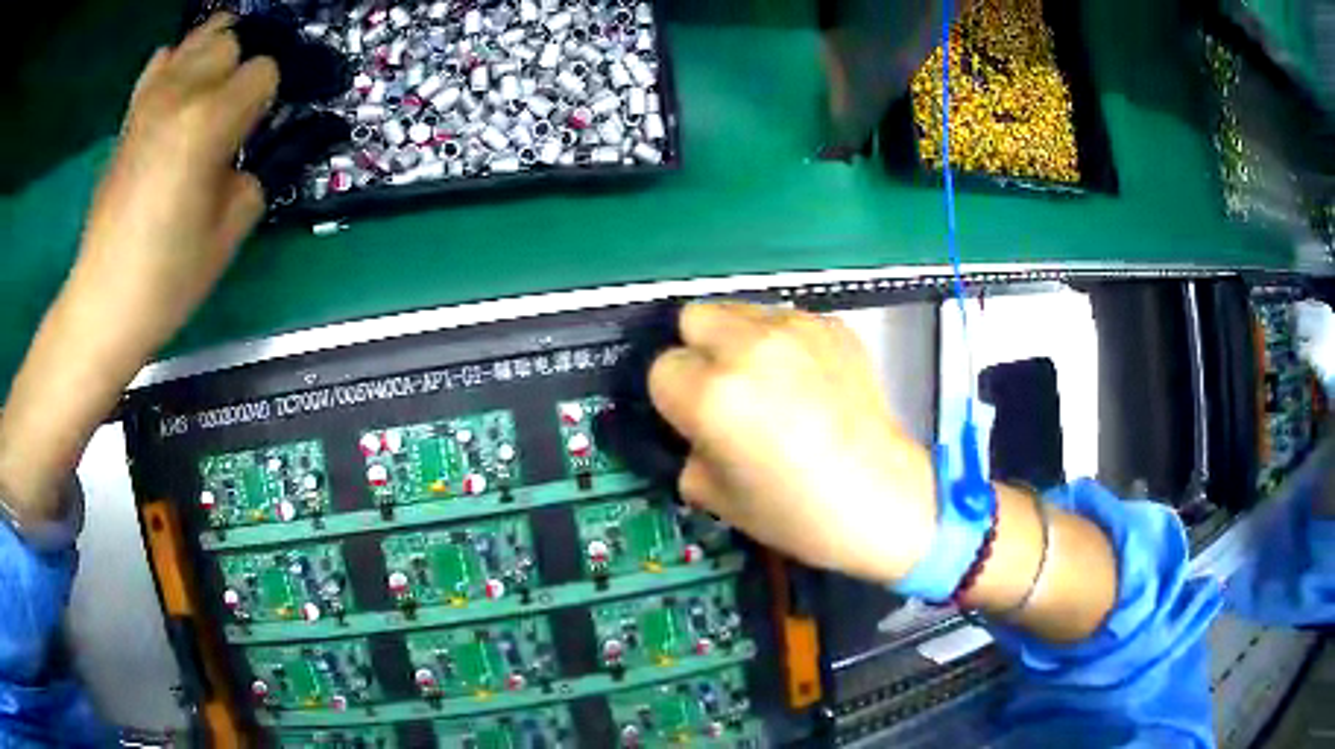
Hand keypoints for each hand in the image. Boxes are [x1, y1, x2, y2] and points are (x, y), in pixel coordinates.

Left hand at [73, 13, 278, 347]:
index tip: (257, 133)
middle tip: (235, 115)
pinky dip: (177, 63)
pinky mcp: (130, 116)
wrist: (104, 302)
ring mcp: (149, 100)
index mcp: (208, 123)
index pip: (264, 71)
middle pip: (232, 43)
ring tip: (214, 90)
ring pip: (198, 38)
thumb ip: (250, 178)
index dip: (268, 99)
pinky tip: (178, 92)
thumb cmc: (167, 279)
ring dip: (214, 56)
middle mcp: (179, 95)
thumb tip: (243, 160)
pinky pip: (161, 60)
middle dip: (241, 71)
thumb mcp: (229, 234)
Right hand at [649, 303, 937, 584]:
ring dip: (737, 340)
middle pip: (692, 318)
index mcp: (712, 394)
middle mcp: (748, 348)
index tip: (695, 421)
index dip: (675, 399)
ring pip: (737, 309)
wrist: (880, 499)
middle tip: (724, 389)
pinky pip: (785, 319)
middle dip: (698, 351)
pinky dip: (782, 342)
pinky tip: (806, 380)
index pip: (661, 369)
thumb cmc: (795, 513)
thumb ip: (689, 450)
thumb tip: (694, 431)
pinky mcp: (832, 326)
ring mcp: (795, 330)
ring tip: (766, 380)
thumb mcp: (714, 496)